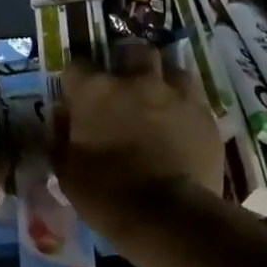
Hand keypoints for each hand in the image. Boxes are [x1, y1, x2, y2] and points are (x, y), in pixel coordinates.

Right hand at [54, 41, 223, 240]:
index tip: (76, 97)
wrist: (167, 215)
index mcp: (96, 93)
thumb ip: (62, 138)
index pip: (76, 66)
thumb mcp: (67, 173)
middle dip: (124, 63)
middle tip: (122, 86)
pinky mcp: (204, 112)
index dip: (76, 81)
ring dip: (160, 77)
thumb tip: (63, 119)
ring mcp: (175, 93)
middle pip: (130, 52)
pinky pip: (192, 94)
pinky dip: (183, 102)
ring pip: (169, 66)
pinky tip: (180, 119)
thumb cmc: (106, 196)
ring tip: (157, 97)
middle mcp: (136, 81)